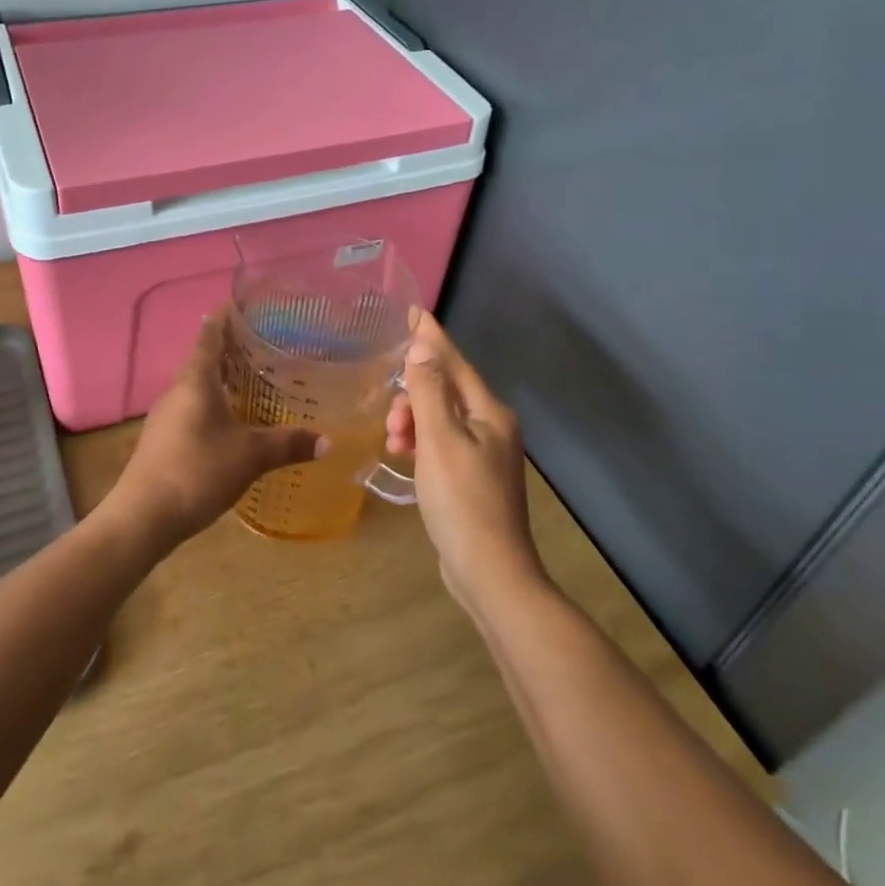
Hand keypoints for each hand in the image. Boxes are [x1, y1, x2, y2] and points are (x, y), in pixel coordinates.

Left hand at [110, 312, 326, 545]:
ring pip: (198, 385)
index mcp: (195, 379)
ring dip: (223, 379)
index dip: (227, 316)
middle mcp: (178, 389)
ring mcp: (167, 415)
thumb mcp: (250, 456)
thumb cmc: (197, 471)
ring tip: (256, 380)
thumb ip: (287, 444)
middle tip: (267, 345)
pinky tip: (234, 421)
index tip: (249, 306)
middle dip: (232, 349)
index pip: (210, 333)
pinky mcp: (164, 439)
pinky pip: (193, 408)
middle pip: (204, 358)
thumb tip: (327, 441)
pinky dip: (215, 404)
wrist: (143, 517)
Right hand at [386, 313, 544, 609]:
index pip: (455, 363)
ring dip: (413, 423)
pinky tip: (404, 458)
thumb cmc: (462, 502)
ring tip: (394, 446)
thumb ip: (429, 391)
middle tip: (391, 424)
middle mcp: (492, 427)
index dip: (432, 338)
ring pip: (440, 419)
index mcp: (490, 413)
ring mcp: (485, 455)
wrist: (490, 573)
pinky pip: (441, 443)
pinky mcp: (473, 478)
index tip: (413, 311)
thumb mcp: (439, 441)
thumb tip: (421, 346)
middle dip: (413, 397)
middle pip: (446, 392)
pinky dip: (421, 444)